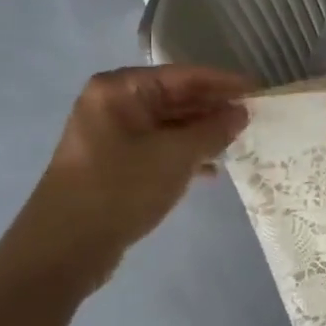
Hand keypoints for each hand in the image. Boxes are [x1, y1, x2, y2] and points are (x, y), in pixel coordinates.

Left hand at [0, 66, 250, 288]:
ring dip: (204, 133)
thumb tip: (241, 112)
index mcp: (121, 89)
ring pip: (170, 124)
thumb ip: (214, 130)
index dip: (225, 82)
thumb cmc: (121, 188)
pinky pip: (160, 147)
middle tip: (255, 118)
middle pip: (177, 97)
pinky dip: (186, 154)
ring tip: (240, 143)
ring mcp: (113, 134)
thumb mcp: (176, 156)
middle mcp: (114, 104)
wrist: (65, 249)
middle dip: (215, 108)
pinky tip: (212, 169)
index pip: (185, 76)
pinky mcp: (115, 163)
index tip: (260, 90)